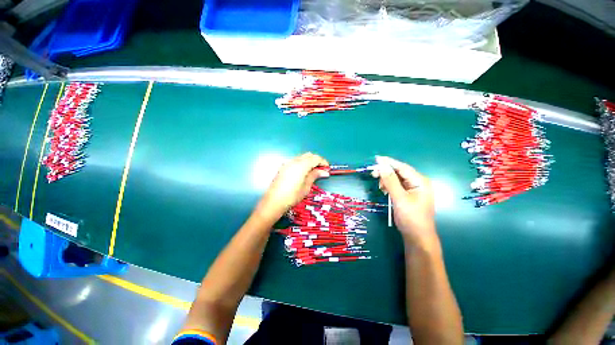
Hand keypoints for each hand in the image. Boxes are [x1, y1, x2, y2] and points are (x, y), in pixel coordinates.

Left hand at [257, 152, 328, 218]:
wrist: (274, 201)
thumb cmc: (292, 196)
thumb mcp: (306, 187)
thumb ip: (314, 176)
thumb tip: (324, 171)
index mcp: (301, 165)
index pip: (315, 158)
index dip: (323, 162)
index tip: (327, 169)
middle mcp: (294, 161)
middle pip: (309, 155)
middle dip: (317, 160)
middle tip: (321, 170)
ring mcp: (287, 163)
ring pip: (302, 157)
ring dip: (309, 161)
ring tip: (313, 172)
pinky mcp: (283, 167)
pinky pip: (295, 161)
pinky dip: (302, 163)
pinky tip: (304, 172)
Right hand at [372, 156, 438, 248]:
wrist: (417, 237)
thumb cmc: (411, 217)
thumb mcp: (399, 198)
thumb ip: (390, 181)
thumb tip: (382, 165)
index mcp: (420, 181)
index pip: (402, 167)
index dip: (389, 162)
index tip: (376, 158)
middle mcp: (418, 183)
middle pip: (399, 172)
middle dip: (386, 172)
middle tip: (373, 174)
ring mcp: (413, 189)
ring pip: (397, 179)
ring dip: (387, 180)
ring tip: (380, 186)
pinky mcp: (408, 195)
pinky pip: (397, 186)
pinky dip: (389, 186)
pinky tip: (384, 190)